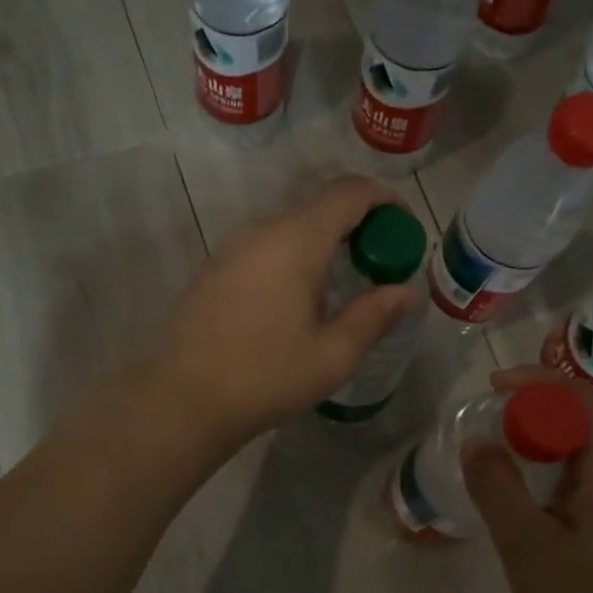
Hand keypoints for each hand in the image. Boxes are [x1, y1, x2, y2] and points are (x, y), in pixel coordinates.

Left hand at [155, 177, 421, 449]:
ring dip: (323, 244)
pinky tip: (296, 301)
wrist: (185, 399)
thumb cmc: (267, 377)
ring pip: (290, 228)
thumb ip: (374, 315)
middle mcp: (262, 230)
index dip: (385, 200)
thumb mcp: (334, 354)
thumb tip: (407, 292)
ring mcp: (232, 247)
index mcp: (296, 241)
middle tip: (379, 265)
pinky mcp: (214, 268)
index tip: (404, 226)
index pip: (349, 193)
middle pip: (320, 207)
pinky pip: (265, 247)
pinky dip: (293, 257)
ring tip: (341, 286)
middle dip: (358, 226)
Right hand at [462, 368, 592, 592]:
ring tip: (490, 456)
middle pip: (575, 422)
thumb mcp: (527, 542)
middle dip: (528, 412)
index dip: (534, 381)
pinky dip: (541, 477)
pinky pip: (573, 485)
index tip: (492, 388)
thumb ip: (497, 487)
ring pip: (573, 456)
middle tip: (484, 424)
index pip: (576, 399)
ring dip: (533, 445)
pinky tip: (513, 502)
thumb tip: (476, 442)